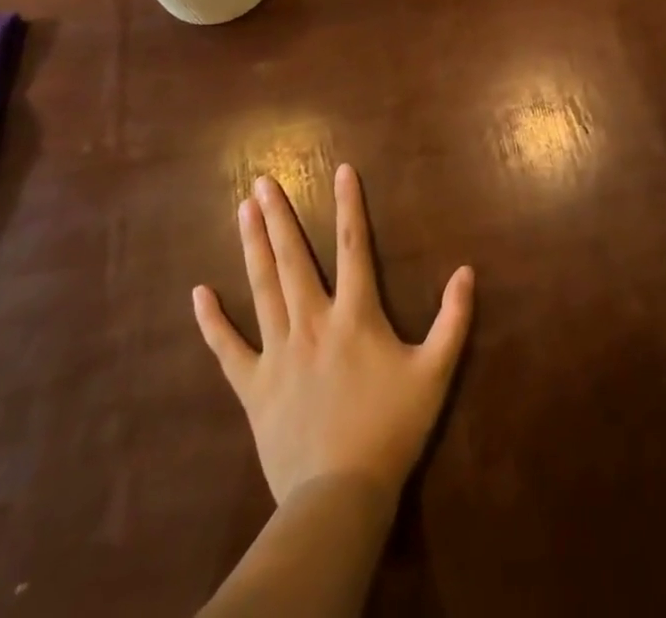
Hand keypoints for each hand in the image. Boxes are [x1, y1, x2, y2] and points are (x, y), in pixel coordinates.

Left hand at [194, 165, 474, 508]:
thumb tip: (467, 271)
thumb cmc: (391, 429)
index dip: (349, 205)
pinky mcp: (254, 386)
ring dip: (252, 246)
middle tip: (263, 181)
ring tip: (242, 210)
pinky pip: (228, 349)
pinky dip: (213, 321)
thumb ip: (453, 319)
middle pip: (294, 258)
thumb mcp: (435, 372)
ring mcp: (278, 353)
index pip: (354, 246)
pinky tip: (199, 293)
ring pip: (263, 288)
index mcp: (355, 315)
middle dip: (279, 216)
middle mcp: (312, 322)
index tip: (341, 170)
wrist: (340, 495)